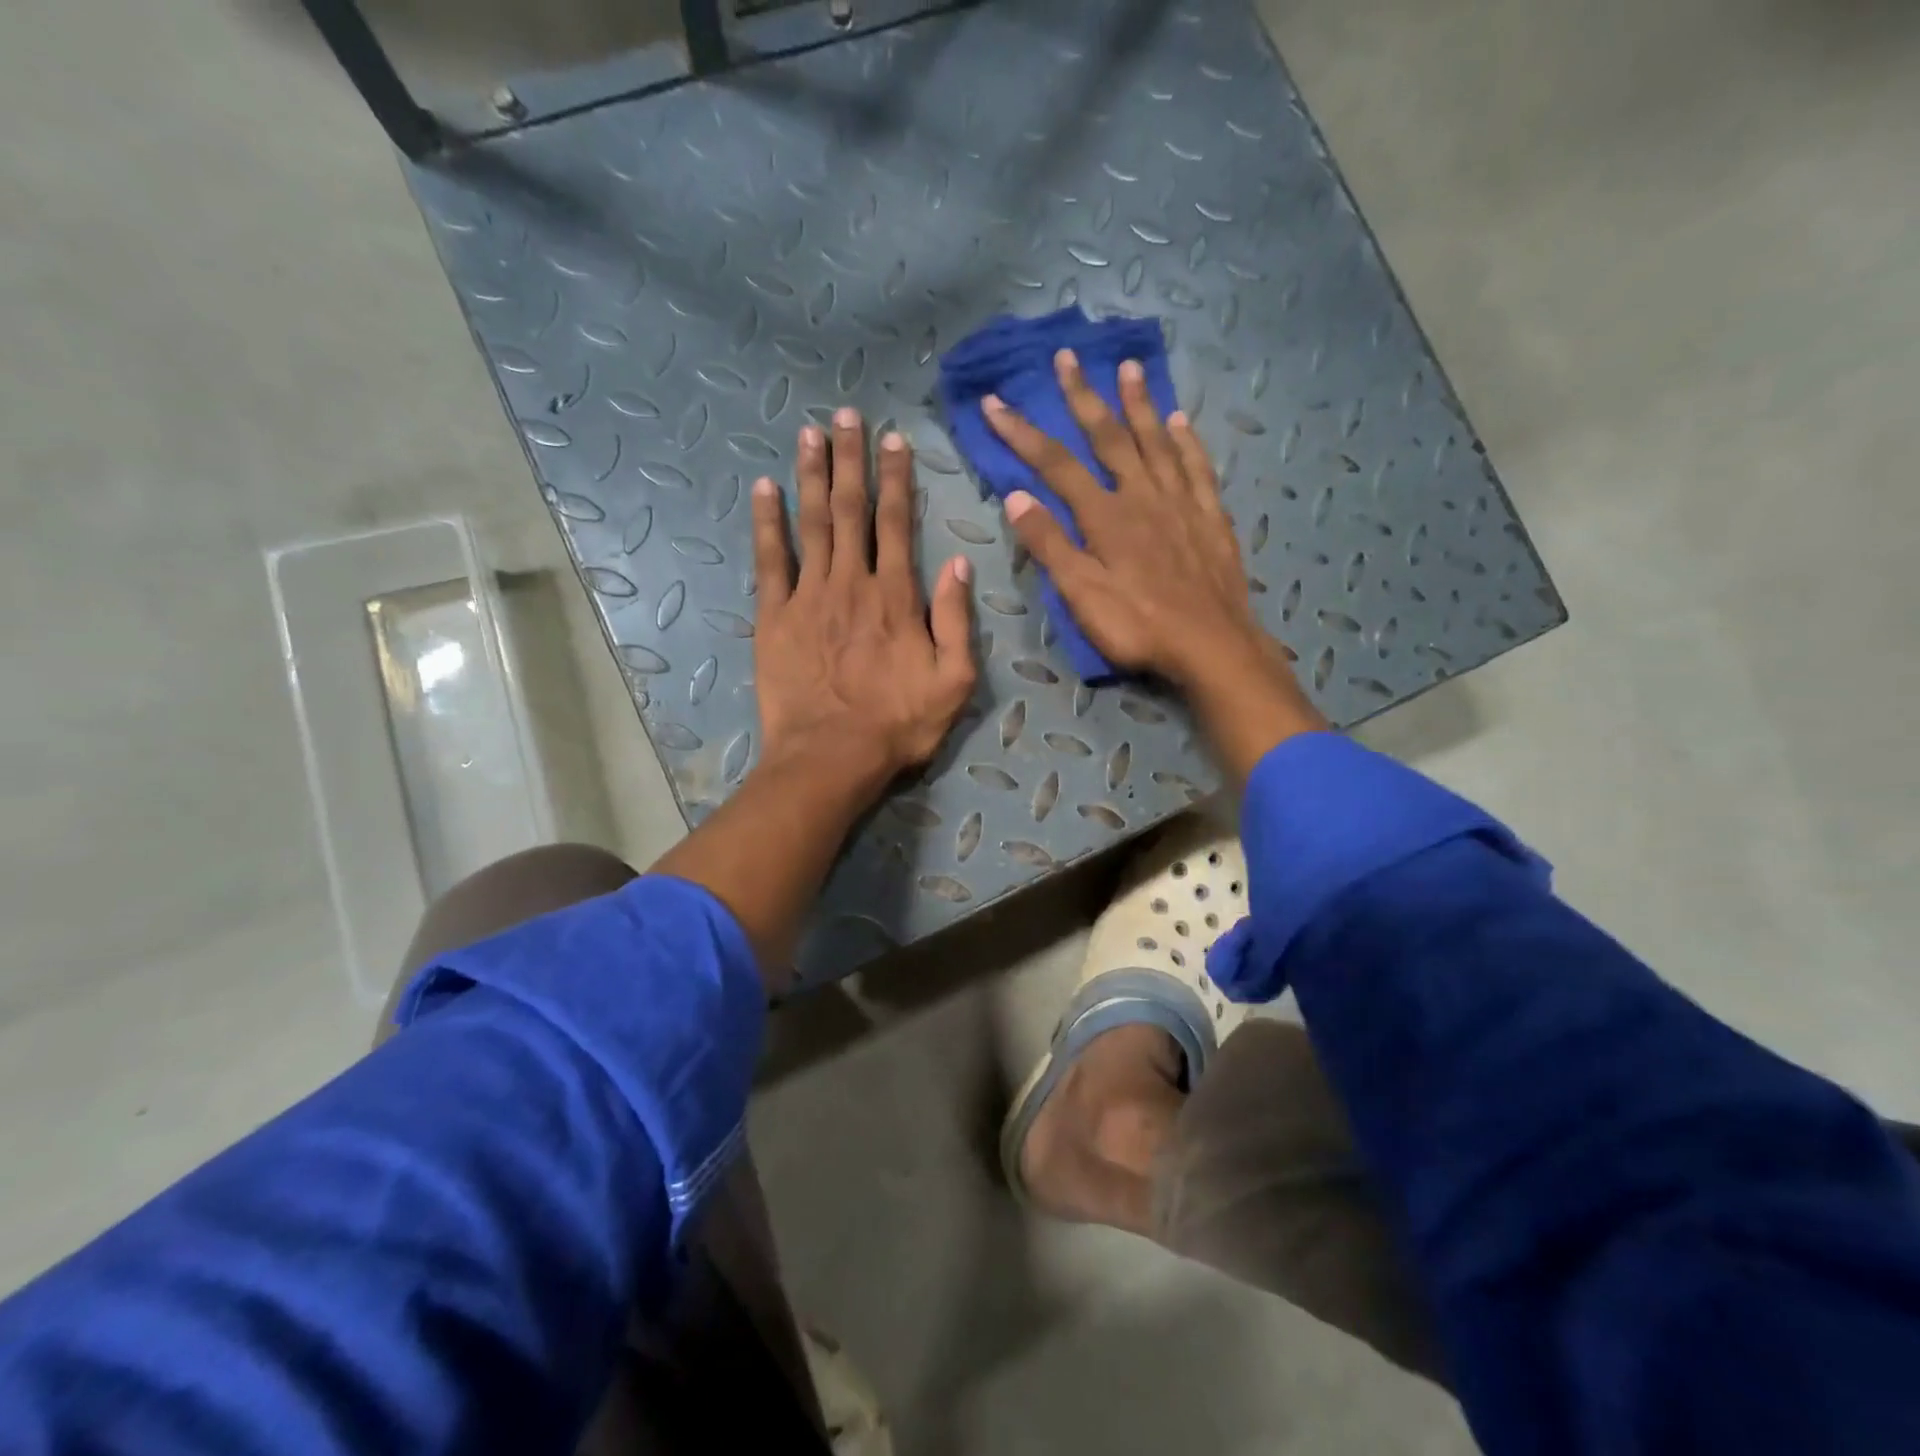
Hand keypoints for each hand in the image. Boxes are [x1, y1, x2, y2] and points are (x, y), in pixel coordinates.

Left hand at [752, 408, 976, 787]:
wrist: (831, 757)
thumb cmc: (898, 724)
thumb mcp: (954, 680)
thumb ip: (956, 620)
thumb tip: (959, 565)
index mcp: (897, 597)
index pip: (897, 523)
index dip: (896, 479)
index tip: (894, 440)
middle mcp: (852, 583)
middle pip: (851, 510)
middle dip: (851, 459)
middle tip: (847, 415)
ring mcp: (808, 596)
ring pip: (812, 523)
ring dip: (812, 475)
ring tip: (810, 433)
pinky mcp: (774, 617)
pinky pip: (770, 560)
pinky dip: (767, 523)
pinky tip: (764, 489)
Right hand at [983, 350, 1324, 779]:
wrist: (1212, 645)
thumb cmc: (1139, 627)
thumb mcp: (1082, 595)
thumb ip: (1050, 545)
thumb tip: (1016, 497)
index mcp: (1105, 516)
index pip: (1055, 465)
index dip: (1022, 432)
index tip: (994, 402)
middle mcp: (1142, 495)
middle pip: (1108, 437)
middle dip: (1083, 396)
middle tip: (1067, 357)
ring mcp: (1180, 502)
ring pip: (1156, 440)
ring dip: (1139, 403)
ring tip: (1128, 368)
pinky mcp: (1210, 516)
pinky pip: (1196, 466)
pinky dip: (1186, 440)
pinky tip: (1180, 420)